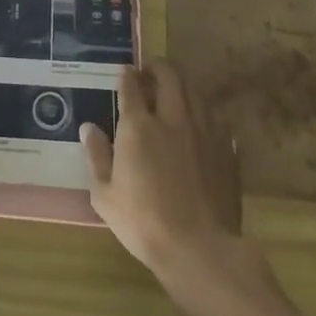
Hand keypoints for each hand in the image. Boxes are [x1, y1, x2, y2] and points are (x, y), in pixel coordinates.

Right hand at [81, 60, 242, 283]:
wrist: (200, 249)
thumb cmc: (144, 223)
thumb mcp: (105, 195)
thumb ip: (96, 156)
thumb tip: (89, 127)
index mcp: (139, 127)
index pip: (131, 86)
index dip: (126, 76)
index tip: (125, 73)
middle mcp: (172, 118)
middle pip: (169, 75)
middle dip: (157, 67)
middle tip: (150, 73)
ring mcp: (204, 131)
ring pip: (195, 90)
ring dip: (182, 84)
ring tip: (174, 92)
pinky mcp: (226, 148)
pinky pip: (215, 116)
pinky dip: (203, 110)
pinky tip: (199, 121)